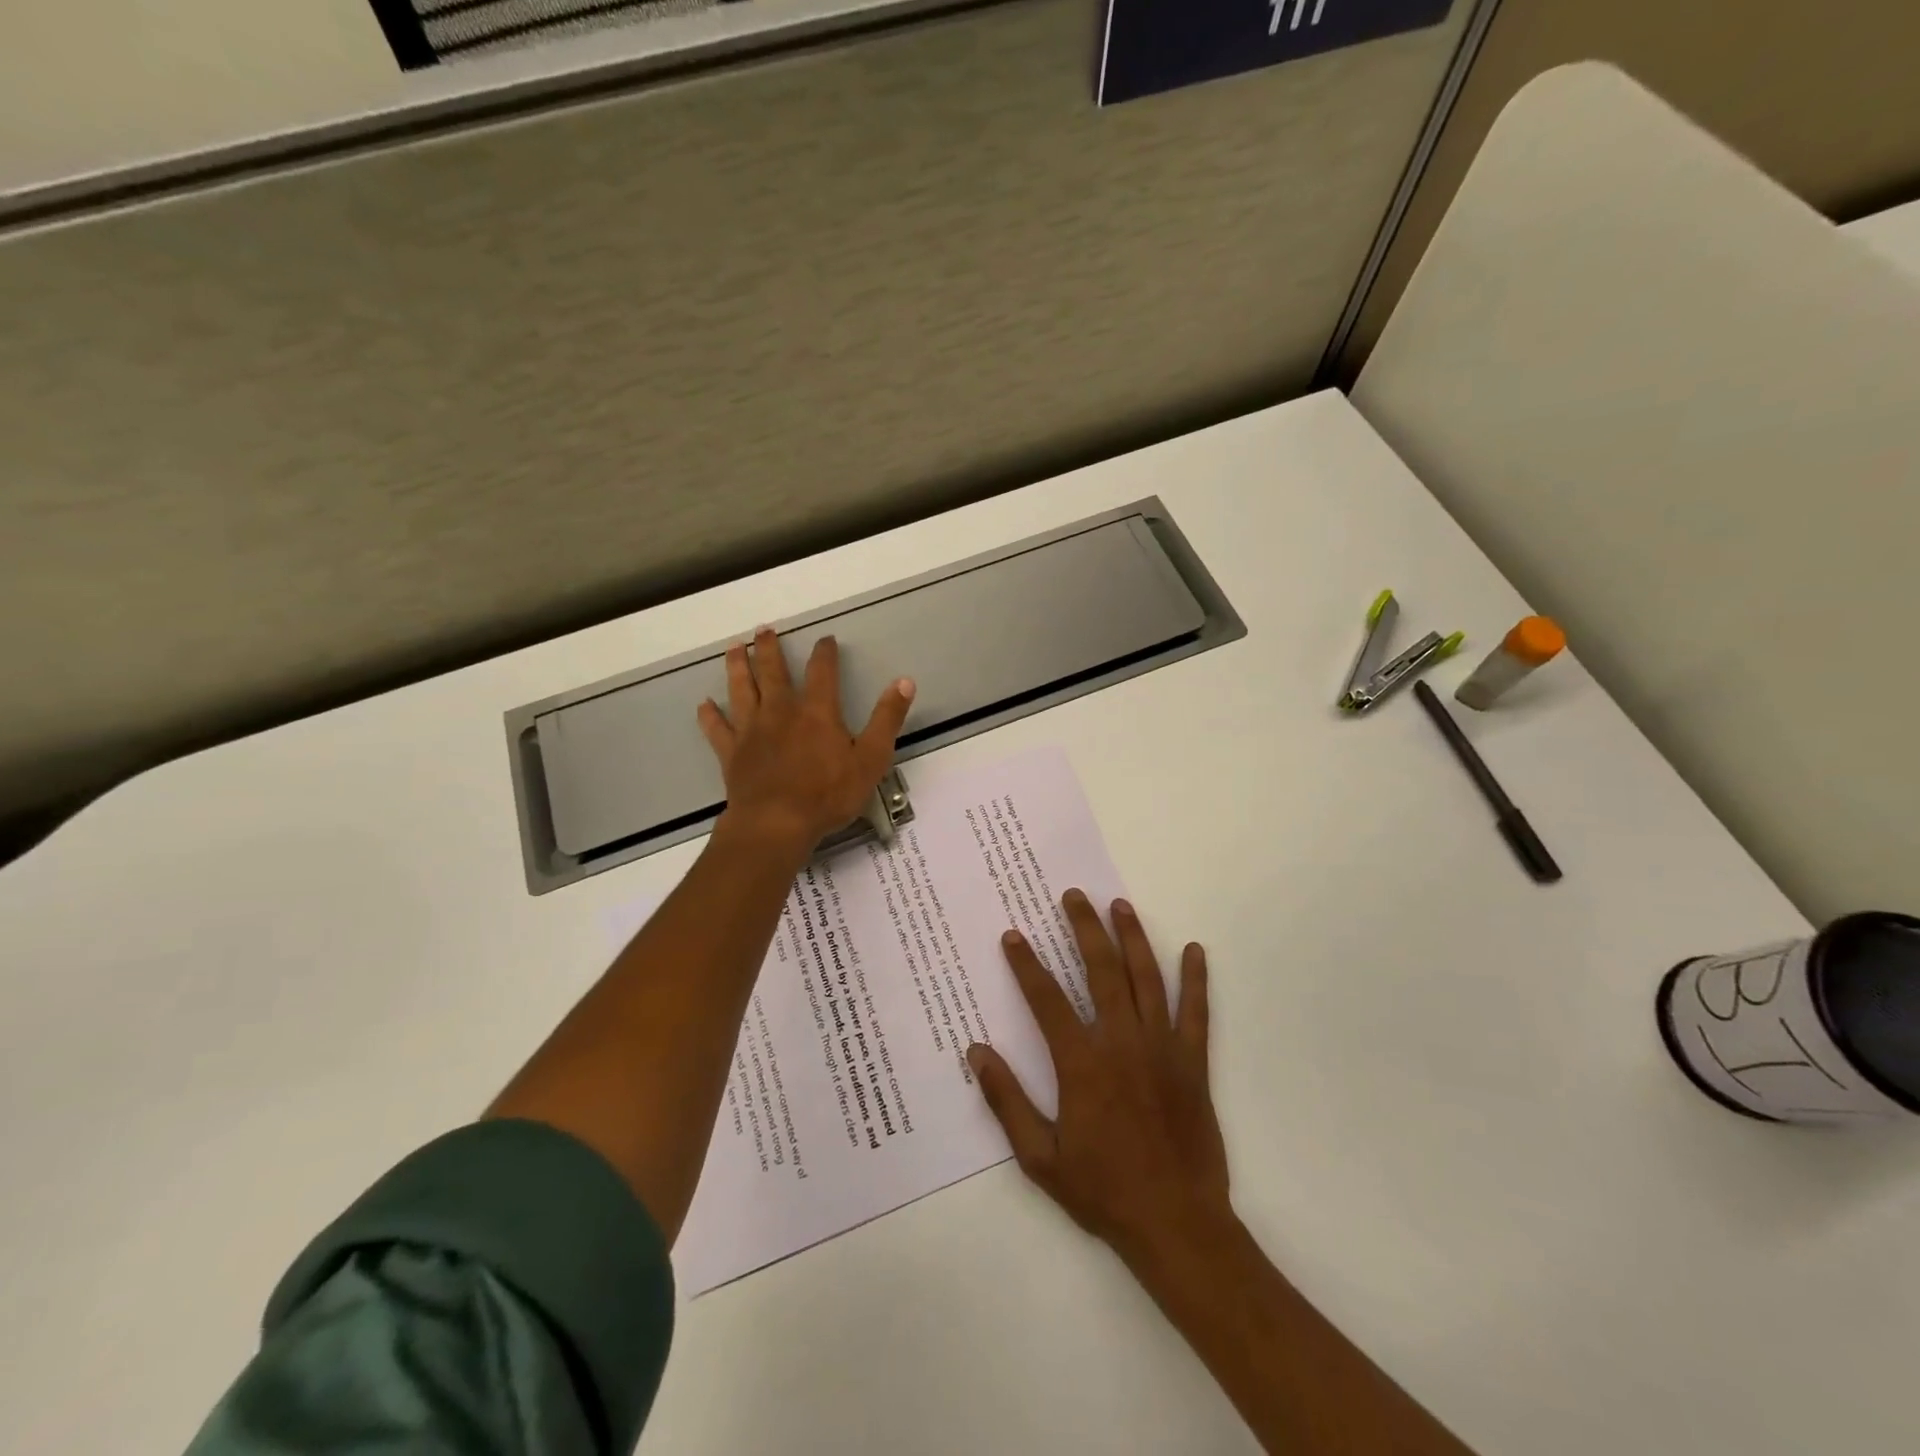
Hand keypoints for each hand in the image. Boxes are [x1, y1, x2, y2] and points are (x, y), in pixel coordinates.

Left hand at [698, 627, 914, 855]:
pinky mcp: (731, 753)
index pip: (822, 672)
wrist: (776, 824)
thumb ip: (887, 719)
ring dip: (738, 667)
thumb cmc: (827, 794)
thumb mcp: (870, 758)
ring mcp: (751, 731)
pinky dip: (710, 716)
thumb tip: (904, 681)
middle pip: (773, 672)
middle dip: (769, 649)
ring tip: (734, 647)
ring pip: (741, 690)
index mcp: (817, 712)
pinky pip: (717, 729)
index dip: (824, 652)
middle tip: (763, 630)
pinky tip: (704, 704)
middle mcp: (780, 712)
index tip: (825, 639)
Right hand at [967, 890, 1230, 1269]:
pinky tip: (1194, 950)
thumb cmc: (1102, 1190)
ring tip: (1120, 906)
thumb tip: (977, 1052)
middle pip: (1101, 971)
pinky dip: (1195, 979)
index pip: (1047, 1000)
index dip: (1027, 964)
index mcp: (1082, 1064)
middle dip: (1085, 928)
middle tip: (1074, 896)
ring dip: (1132, 938)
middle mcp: (1122, 1043)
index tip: (1013, 936)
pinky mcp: (1193, 1062)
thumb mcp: (1040, 1158)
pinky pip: (1196, 1012)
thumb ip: (1007, 1101)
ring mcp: (1162, 1048)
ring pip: (1146, 979)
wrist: (1175, 1224)